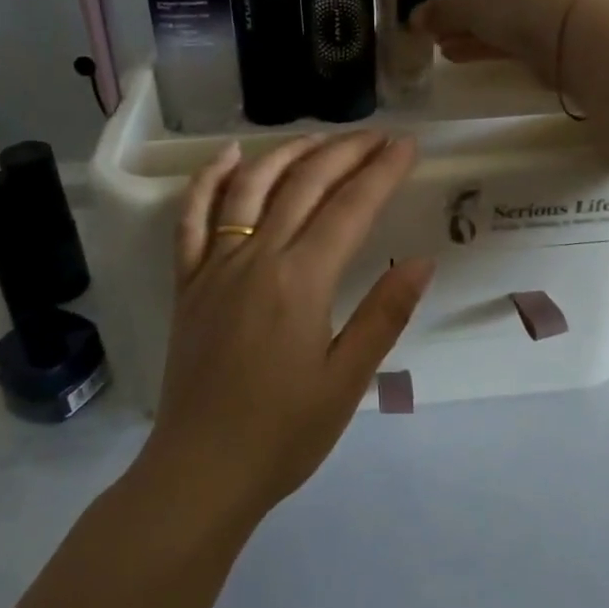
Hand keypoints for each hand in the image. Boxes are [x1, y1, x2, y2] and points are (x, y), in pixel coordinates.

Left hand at [143, 132, 433, 520]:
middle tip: (377, 136)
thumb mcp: (347, 381)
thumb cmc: (283, 434)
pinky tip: (228, 156)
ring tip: (320, 137)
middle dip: (345, 153)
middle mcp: (256, 258)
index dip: (382, 172)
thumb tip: (420, 261)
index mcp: (301, 282)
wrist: (201, 471)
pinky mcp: (188, 283)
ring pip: (250, 188)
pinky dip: (208, 180)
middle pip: (304, 185)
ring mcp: (215, 267)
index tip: (407, 145)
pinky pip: (192, 219)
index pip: (350, 208)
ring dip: (287, 153)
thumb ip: (384, 315)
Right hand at [410, 0, 597, 82]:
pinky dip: (491, 40)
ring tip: (445, 47)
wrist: (573, 33)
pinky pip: (519, 29)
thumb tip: (414, 18)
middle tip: (442, 21)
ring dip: (474, 28)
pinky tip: (464, 56)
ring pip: (506, 10)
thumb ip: (438, 12)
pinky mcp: (560, 25)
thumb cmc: (514, 0)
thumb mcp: (466, 5)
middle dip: (465, 5)